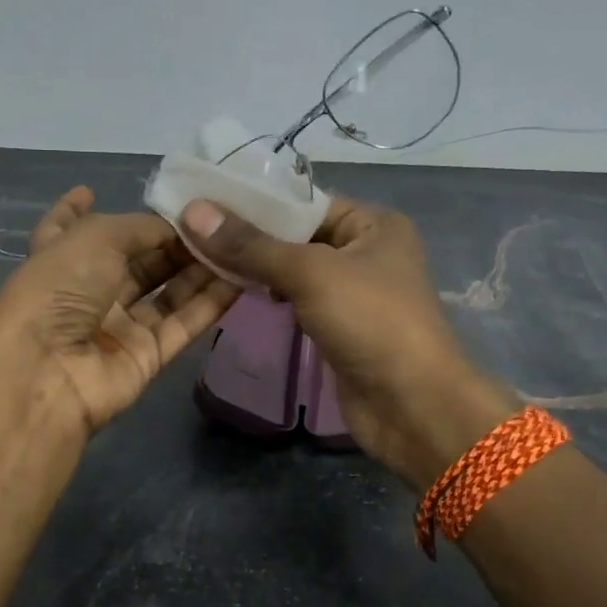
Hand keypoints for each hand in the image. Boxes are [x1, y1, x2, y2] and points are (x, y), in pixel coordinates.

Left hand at [0, 187, 239, 434]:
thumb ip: (138, 227)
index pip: (66, 229)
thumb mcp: (94, 238)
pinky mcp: (147, 357)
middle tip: (213, 218)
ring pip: (166, 292)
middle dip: (169, 241)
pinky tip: (242, 277)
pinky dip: (211, 302)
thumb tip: (173, 228)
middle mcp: (87, 291)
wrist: (48, 372)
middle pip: (134, 261)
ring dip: (198, 269)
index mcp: (58, 258)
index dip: (76, 209)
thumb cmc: (59, 290)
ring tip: (236, 241)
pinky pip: (184, 324)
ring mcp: (117, 327)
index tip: (91, 190)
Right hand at [181, 197, 518, 488]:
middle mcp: (366, 251)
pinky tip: (237, 292)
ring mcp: (354, 293)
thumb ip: (251, 245)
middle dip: (251, 237)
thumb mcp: (310, 273)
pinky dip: (271, 296)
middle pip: (297, 236)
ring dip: (258, 269)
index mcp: (373, 223)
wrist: (412, 405)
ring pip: (295, 271)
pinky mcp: (340, 328)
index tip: (203, 201)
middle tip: (193, 232)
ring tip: (204, 258)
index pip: (305, 202)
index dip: (256, 202)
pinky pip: (299, 301)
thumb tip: (194, 211)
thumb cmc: (370, 322)